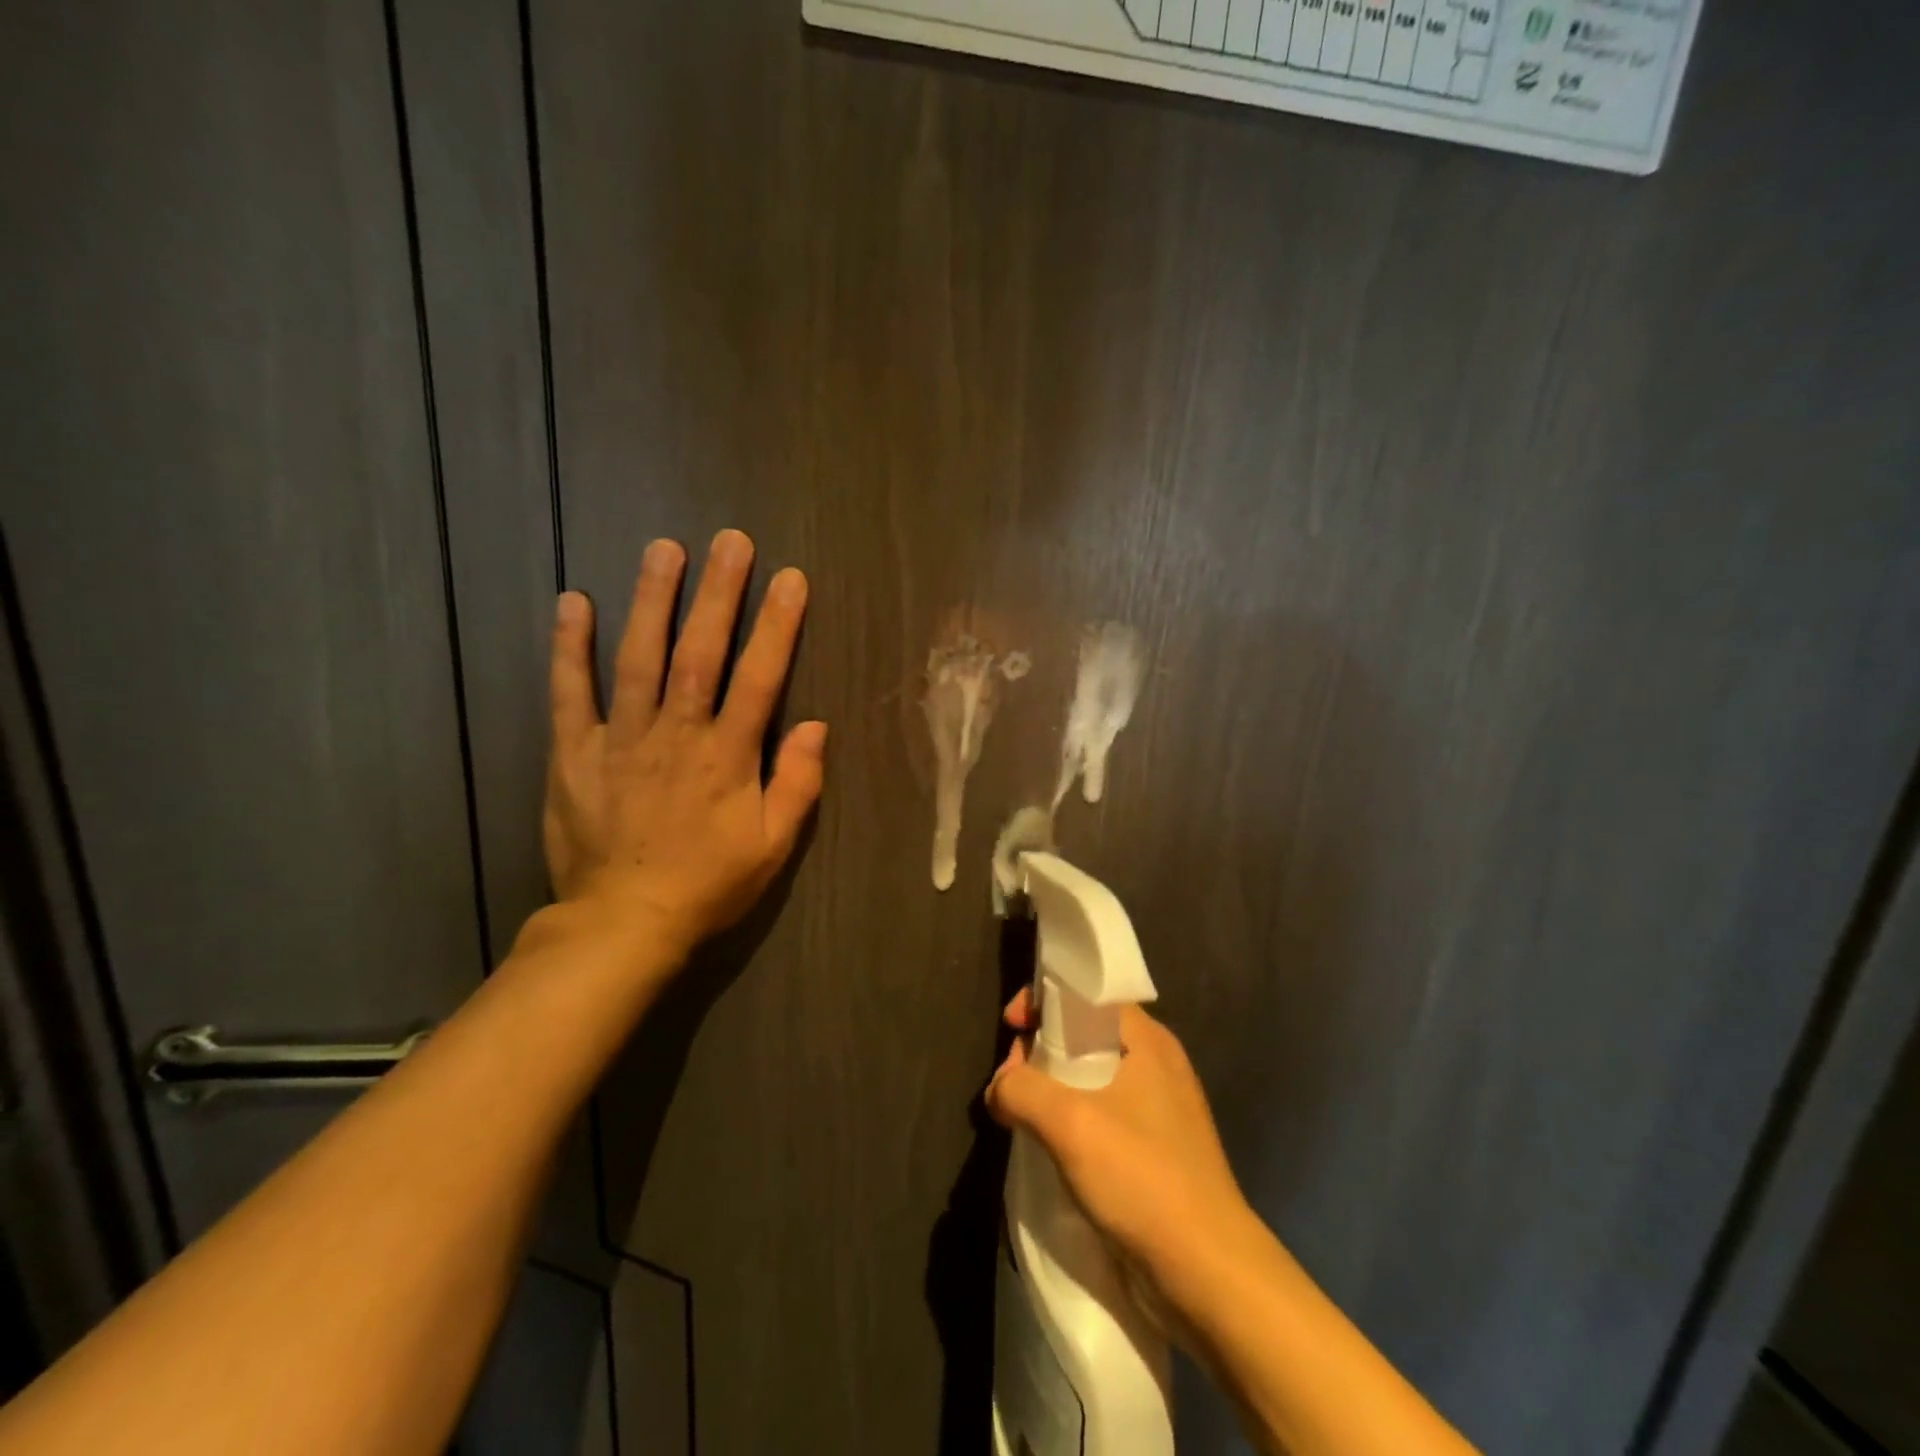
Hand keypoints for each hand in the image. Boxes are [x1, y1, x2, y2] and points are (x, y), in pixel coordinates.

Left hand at [544, 529, 825, 955]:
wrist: (623, 922)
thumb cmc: (709, 884)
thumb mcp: (772, 847)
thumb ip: (798, 784)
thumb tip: (818, 726)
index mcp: (728, 756)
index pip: (760, 678)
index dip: (777, 626)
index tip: (790, 579)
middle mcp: (677, 734)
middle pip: (700, 653)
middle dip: (719, 594)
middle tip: (731, 540)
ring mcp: (622, 739)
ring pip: (639, 658)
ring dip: (653, 600)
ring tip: (665, 549)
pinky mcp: (575, 753)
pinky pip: (571, 693)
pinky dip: (571, 647)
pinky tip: (576, 602)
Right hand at [986, 989, 1256, 1318]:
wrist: (1208, 1274)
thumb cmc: (1142, 1178)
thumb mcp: (1070, 1123)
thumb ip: (1021, 1090)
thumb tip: (999, 1090)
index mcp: (1147, 1040)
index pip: (1087, 995)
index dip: (1044, 1000)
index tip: (1011, 1026)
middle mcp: (1157, 1064)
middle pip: (1084, 1033)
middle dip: (1039, 1049)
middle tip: (1010, 1083)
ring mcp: (1160, 1109)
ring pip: (1091, 1077)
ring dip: (1052, 1089)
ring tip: (1022, 1117)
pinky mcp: (1156, 1150)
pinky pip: (1103, 1114)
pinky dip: (1071, 1119)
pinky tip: (1051, 1146)